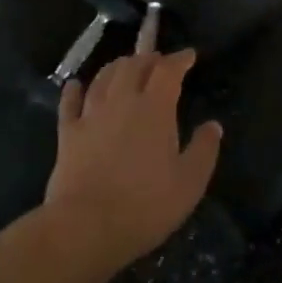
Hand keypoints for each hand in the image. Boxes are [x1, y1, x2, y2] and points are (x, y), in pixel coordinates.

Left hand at [44, 49, 222, 270]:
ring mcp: (91, 115)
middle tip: (157, 61)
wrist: (86, 227)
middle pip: (133, 66)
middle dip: (148, 58)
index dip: (179, 59)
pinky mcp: (67, 134)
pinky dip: (74, 90)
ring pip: (103, 78)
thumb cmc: (145, 205)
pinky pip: (69, 103)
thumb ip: (204, 149)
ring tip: (125, 66)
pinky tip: (75, 84)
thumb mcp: (189, 183)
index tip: (189, 55)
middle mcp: (122, 101)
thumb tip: (213, 125)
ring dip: (117, 67)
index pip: (168, 70)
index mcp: (155, 108)